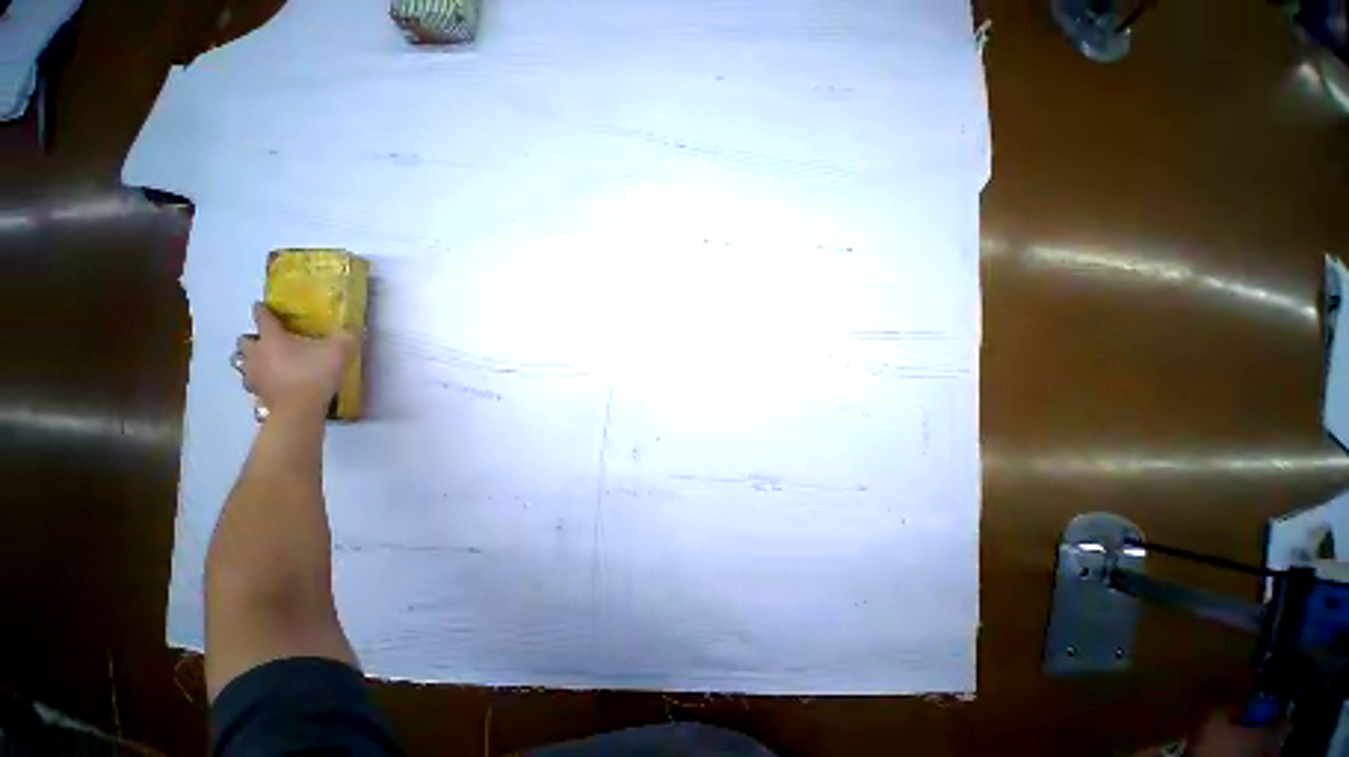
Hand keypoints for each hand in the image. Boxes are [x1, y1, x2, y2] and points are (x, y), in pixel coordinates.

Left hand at [235, 303, 355, 419]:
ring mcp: (254, 373)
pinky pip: (253, 381)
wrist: (299, 409)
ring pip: (243, 361)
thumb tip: (352, 328)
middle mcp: (257, 352)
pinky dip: (260, 379)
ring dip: (252, 360)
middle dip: (254, 339)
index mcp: (272, 337)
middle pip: (245, 340)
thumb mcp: (339, 351)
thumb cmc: (314, 373)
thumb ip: (345, 337)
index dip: (263, 309)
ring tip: (268, 362)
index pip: (262, 317)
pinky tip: (272, 381)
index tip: (265, 306)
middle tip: (269, 341)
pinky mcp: (258, 392)